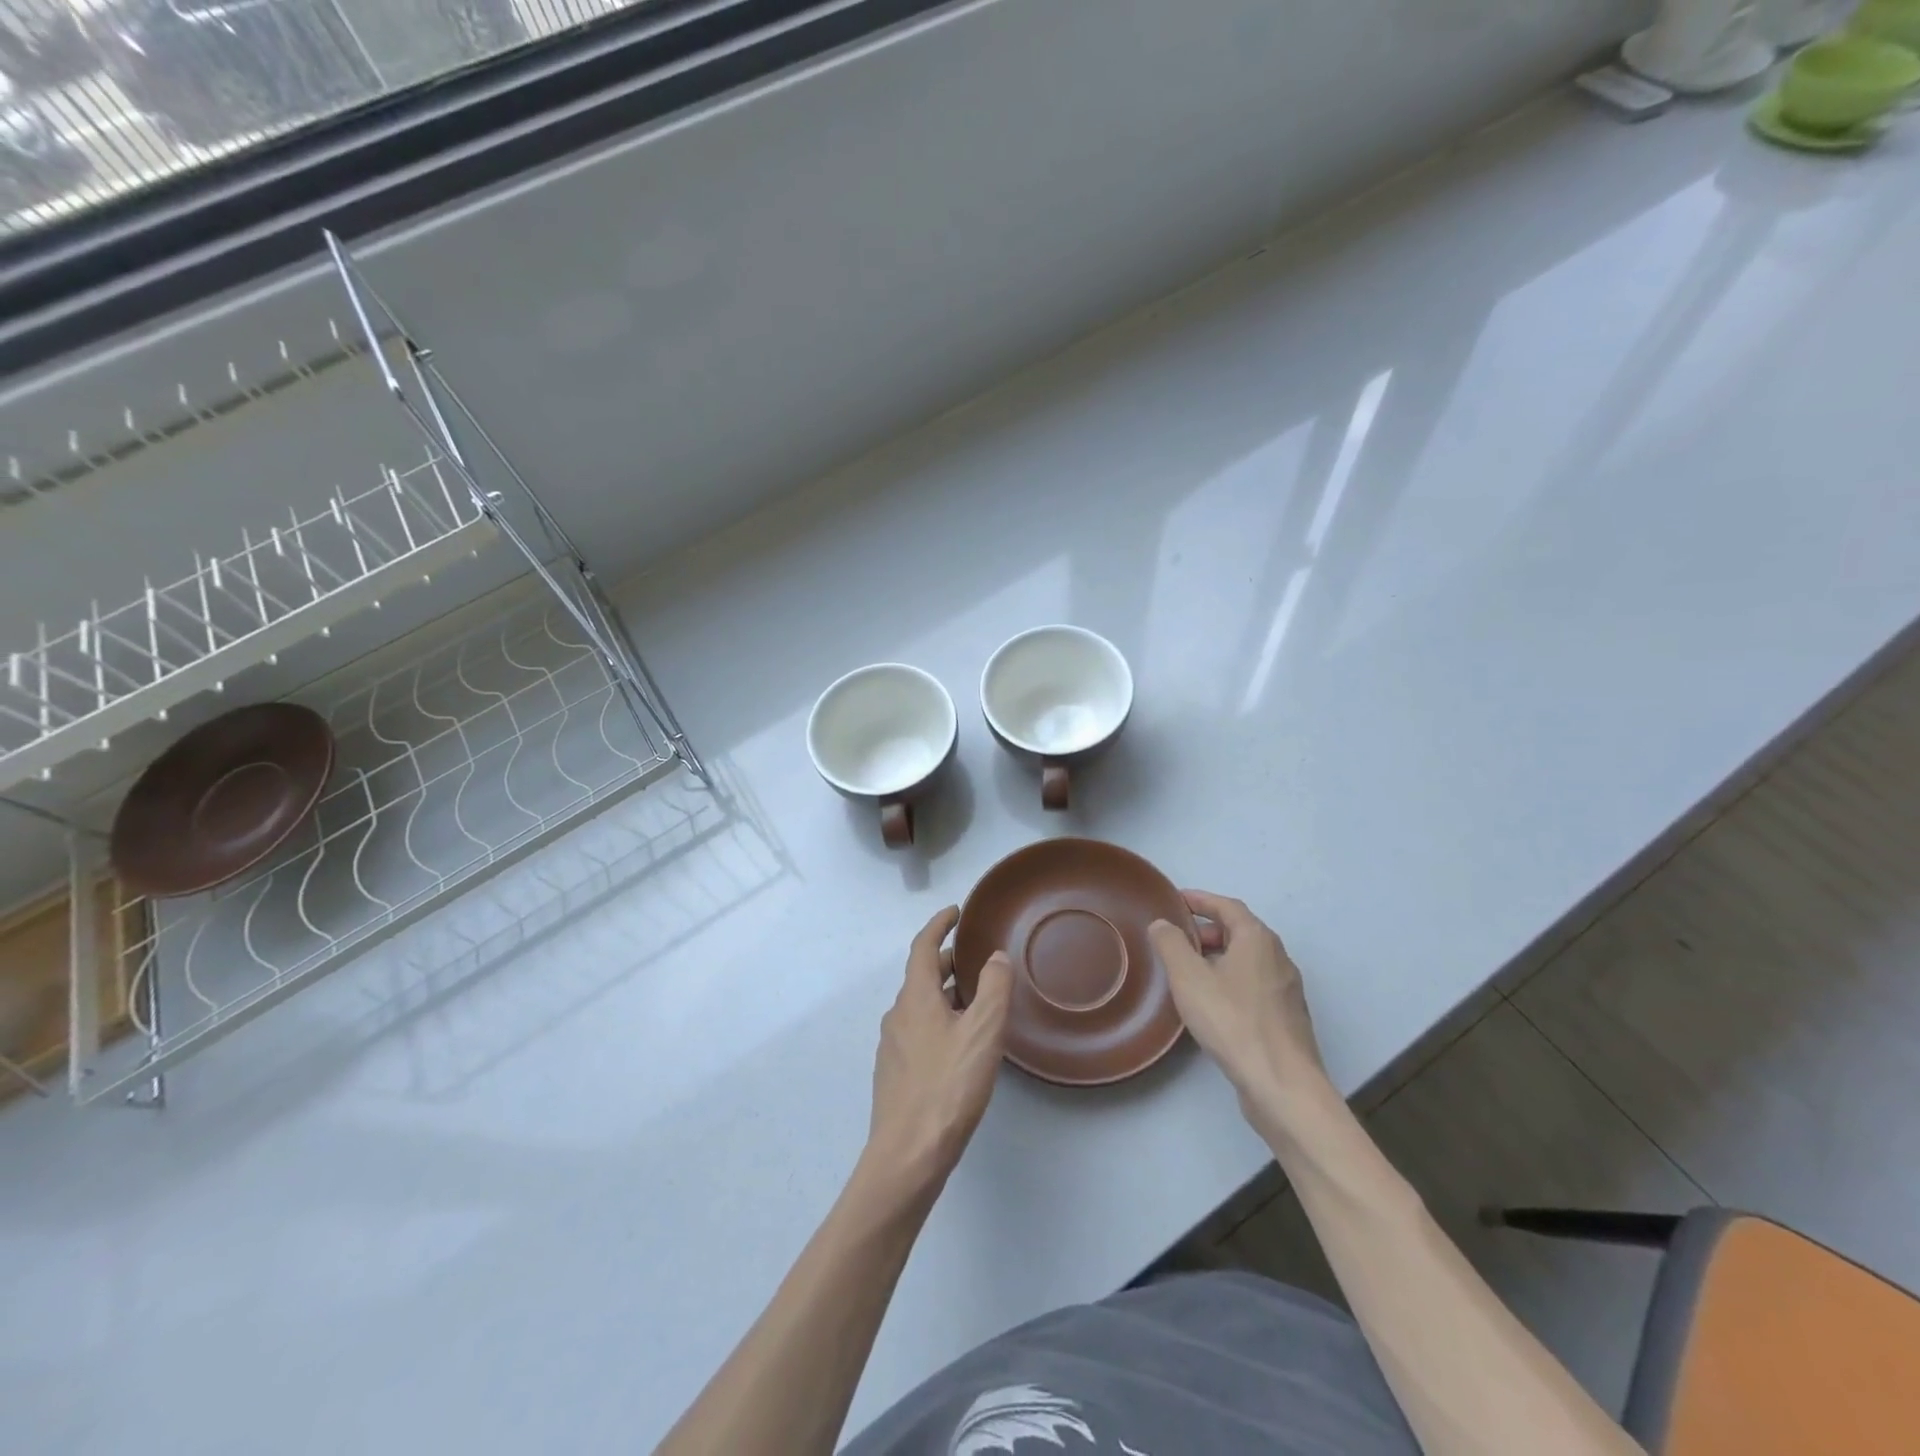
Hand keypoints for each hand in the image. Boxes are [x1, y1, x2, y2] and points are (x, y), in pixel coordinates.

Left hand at [862, 907, 1012, 1200]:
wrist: (908, 1155)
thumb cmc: (948, 1086)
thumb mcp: (982, 1032)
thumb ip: (993, 989)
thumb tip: (994, 957)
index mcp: (914, 998)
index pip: (922, 946)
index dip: (939, 924)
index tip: (956, 912)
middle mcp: (897, 1015)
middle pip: (921, 976)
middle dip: (946, 962)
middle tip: (976, 958)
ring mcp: (892, 1046)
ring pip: (920, 1006)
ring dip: (944, 993)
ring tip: (975, 1000)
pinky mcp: (895, 1074)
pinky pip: (918, 1031)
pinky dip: (939, 1020)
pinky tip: (959, 1043)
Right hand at [1149, 891, 1328, 1110]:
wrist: (1282, 1084)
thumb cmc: (1233, 1021)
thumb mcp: (1189, 977)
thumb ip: (1171, 944)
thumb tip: (1162, 924)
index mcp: (1258, 939)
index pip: (1228, 906)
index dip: (1201, 900)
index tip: (1176, 900)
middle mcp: (1278, 957)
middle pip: (1240, 932)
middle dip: (1208, 931)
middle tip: (1178, 940)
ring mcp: (1286, 990)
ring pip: (1248, 961)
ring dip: (1219, 958)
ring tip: (1189, 972)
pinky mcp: (1287, 1018)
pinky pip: (1254, 985)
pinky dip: (1231, 981)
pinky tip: (1213, 1004)